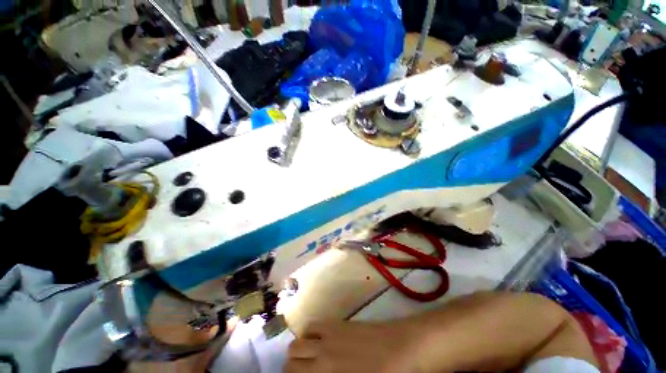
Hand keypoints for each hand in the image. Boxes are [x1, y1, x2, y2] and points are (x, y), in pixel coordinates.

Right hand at [284, 321, 418, 372]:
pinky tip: (318, 341)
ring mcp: (329, 335)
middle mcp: (322, 354)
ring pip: (298, 340)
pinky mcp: (337, 323)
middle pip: (291, 356)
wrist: (400, 348)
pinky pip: (313, 325)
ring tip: (307, 358)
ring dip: (299, 350)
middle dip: (291, 367)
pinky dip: (309, 334)